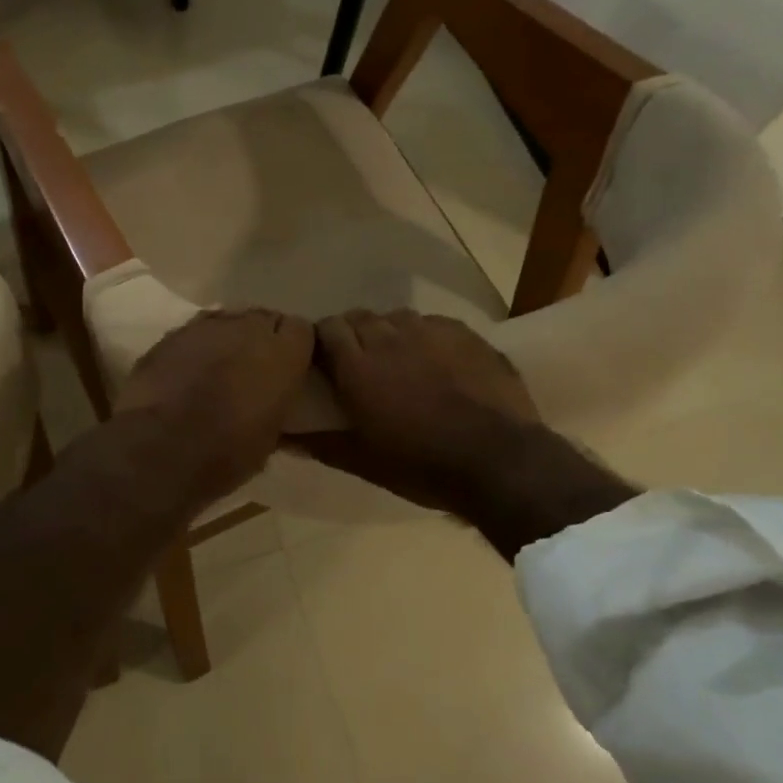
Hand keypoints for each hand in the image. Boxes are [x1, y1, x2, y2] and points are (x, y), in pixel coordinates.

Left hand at [113, 308, 314, 507]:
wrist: (159, 449)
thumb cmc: (226, 453)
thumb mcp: (269, 437)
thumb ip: (276, 406)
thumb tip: (271, 405)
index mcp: (282, 353)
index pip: (302, 330)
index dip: (295, 348)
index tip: (289, 368)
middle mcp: (247, 328)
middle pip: (264, 319)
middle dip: (261, 339)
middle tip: (254, 369)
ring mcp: (205, 327)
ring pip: (228, 321)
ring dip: (229, 339)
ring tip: (220, 368)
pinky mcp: (172, 334)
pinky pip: (195, 332)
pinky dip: (197, 347)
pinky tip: (189, 371)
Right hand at [305, 309, 543, 512]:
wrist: (499, 461)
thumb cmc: (421, 465)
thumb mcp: (364, 461)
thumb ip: (321, 444)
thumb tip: (282, 439)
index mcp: (358, 366)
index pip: (327, 328)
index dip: (322, 339)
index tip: (324, 358)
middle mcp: (389, 338)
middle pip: (360, 317)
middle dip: (354, 333)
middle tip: (360, 361)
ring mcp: (430, 331)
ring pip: (397, 317)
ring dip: (390, 332)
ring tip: (399, 359)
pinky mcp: (465, 333)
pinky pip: (434, 324)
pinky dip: (425, 337)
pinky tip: (436, 360)